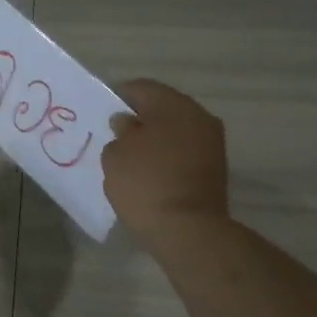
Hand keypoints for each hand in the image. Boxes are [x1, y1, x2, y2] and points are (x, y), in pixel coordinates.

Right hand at [101, 79, 229, 240]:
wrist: (187, 229)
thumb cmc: (145, 182)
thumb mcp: (115, 154)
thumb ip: (119, 132)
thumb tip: (128, 123)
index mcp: (173, 104)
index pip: (140, 88)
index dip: (117, 97)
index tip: (101, 115)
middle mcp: (198, 116)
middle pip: (162, 108)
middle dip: (139, 119)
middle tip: (115, 136)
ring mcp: (211, 143)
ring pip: (175, 130)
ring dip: (154, 138)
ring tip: (131, 157)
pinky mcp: (215, 168)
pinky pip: (183, 151)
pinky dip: (166, 156)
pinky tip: (149, 172)